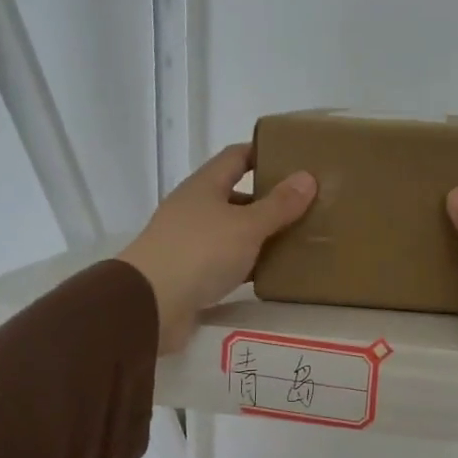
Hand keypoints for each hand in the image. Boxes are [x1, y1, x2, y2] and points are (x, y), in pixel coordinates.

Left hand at [119, 144, 316, 353]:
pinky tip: (272, 272)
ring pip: (233, 231)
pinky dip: (249, 263)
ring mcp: (190, 242)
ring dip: (261, 234)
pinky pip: (228, 262)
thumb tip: (308, 177)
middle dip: (268, 199)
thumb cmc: (200, 252)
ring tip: (298, 239)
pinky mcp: (191, 274)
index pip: (236, 157)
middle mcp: (195, 209)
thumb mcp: (247, 225)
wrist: (150, 304)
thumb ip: (278, 205)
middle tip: (306, 205)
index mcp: (205, 186)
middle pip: (236, 195)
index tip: (295, 158)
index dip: (263, 153)